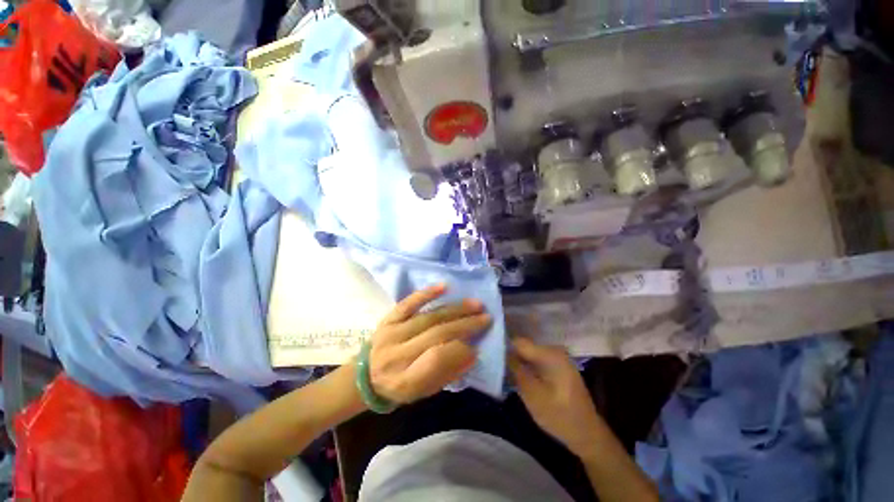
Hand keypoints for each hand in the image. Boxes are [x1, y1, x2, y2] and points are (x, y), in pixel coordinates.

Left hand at [367, 284, 490, 404]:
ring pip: (428, 317)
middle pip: (436, 334)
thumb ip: (448, 373)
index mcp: (405, 381)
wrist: (364, 376)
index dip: (460, 350)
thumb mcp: (423, 391)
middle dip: (465, 325)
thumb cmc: (398, 387)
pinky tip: (445, 287)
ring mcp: (391, 332)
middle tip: (486, 318)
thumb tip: (472, 352)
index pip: (436, 360)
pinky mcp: (388, 318)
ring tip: (475, 305)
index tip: (478, 346)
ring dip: (455, 309)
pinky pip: (408, 303)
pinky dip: (427, 293)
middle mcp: (397, 354)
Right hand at [508, 337, 604, 457]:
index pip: (518, 342)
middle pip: (524, 347)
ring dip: (518, 363)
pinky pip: (535, 361)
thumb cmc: (559, 416)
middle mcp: (554, 350)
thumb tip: (501, 352)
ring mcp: (556, 358)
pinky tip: (518, 378)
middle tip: (497, 369)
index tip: (491, 358)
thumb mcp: (532, 395)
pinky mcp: (557, 367)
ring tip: (504, 374)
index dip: (504, 348)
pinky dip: (526, 368)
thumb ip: (516, 370)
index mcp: (550, 354)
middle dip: (510, 356)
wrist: (587, 435)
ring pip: (528, 354)